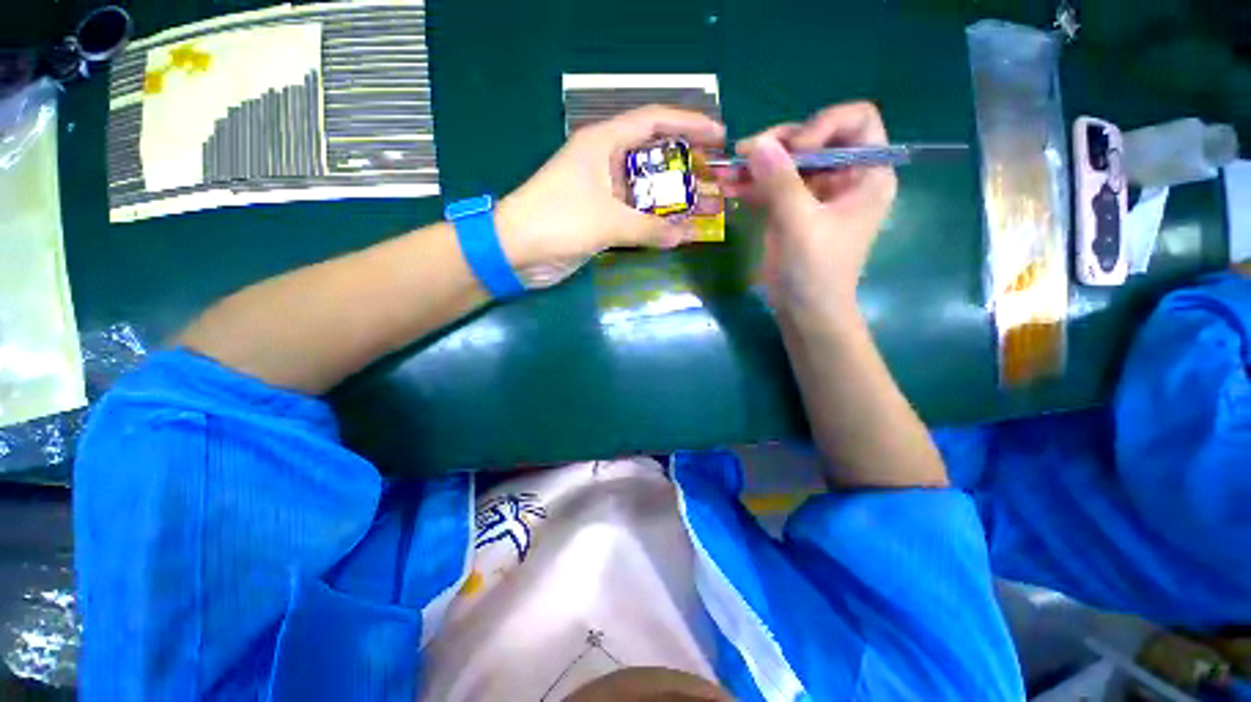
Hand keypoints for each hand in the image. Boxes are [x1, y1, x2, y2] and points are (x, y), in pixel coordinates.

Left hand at [497, 106, 725, 288]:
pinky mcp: (600, 217)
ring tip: (706, 205)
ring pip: (646, 189)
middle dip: (686, 166)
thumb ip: (650, 229)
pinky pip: (635, 214)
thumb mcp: (607, 222)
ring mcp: (603, 191)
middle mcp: (605, 162)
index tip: (720, 136)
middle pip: (654, 155)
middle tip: (717, 178)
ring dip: (673, 198)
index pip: (653, 121)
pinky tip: (677, 229)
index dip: (689, 124)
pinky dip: (655, 221)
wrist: (516, 251)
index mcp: (603, 143)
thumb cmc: (558, 221)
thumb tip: (685, 236)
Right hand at [717, 102, 895, 317]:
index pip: (856, 121)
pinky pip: (771, 186)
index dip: (823, 124)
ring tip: (726, 169)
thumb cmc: (816, 272)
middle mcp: (844, 177)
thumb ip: (781, 182)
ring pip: (787, 162)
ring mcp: (815, 194)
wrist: (804, 311)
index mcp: (867, 174)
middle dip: (779, 144)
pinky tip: (728, 186)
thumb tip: (756, 143)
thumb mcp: (801, 225)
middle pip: (814, 138)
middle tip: (746, 153)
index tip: (794, 149)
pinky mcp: (791, 210)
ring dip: (757, 164)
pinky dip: (751, 185)